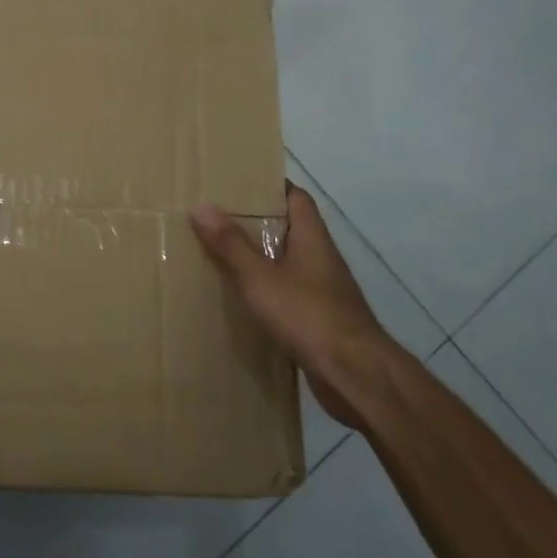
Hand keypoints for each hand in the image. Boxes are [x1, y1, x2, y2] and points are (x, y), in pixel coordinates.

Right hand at [191, 182, 394, 428]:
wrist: (355, 375)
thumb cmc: (308, 316)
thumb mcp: (260, 278)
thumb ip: (231, 244)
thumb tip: (201, 205)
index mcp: (312, 238)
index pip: (296, 197)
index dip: (270, 186)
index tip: (237, 182)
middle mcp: (321, 258)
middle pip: (289, 229)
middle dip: (256, 222)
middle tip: (217, 218)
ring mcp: (323, 290)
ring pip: (287, 262)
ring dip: (260, 258)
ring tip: (221, 255)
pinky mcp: (319, 319)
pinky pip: (288, 293)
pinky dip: (266, 290)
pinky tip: (242, 299)